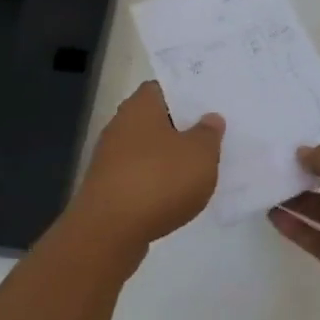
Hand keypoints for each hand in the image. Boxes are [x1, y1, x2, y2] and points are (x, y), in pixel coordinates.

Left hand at [68, 82, 223, 250]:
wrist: (109, 232)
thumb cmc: (159, 180)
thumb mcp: (200, 154)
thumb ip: (209, 133)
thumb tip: (210, 118)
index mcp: (141, 106)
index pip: (164, 87)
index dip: (187, 93)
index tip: (209, 104)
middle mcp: (120, 126)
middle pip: (155, 119)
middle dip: (181, 127)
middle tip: (211, 135)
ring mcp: (110, 158)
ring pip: (148, 149)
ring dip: (169, 157)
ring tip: (200, 167)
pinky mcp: (108, 188)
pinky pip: (140, 176)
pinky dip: (157, 182)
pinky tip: (177, 195)